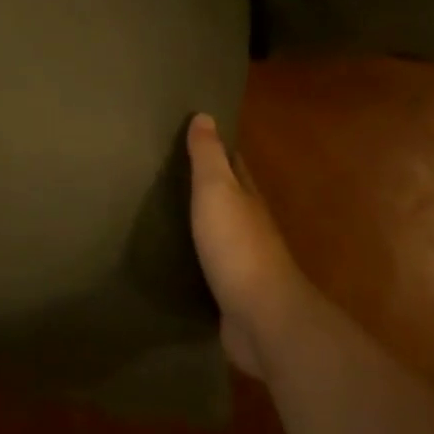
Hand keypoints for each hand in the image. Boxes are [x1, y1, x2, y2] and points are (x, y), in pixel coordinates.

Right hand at [187, 115, 314, 378]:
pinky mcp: (234, 294)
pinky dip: (199, 259)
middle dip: (209, 186)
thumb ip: (208, 156)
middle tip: (172, 173)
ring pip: (221, 233)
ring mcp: (244, 263)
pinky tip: (180, 260)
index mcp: (248, 198)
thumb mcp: (217, 191)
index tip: (194, 136)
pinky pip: (213, 268)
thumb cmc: (237, 245)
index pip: (234, 165)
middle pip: (230, 198)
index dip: (218, 150)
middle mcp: (250, 226)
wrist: (263, 318)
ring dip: (203, 223)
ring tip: (170, 214)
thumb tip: (205, 115)